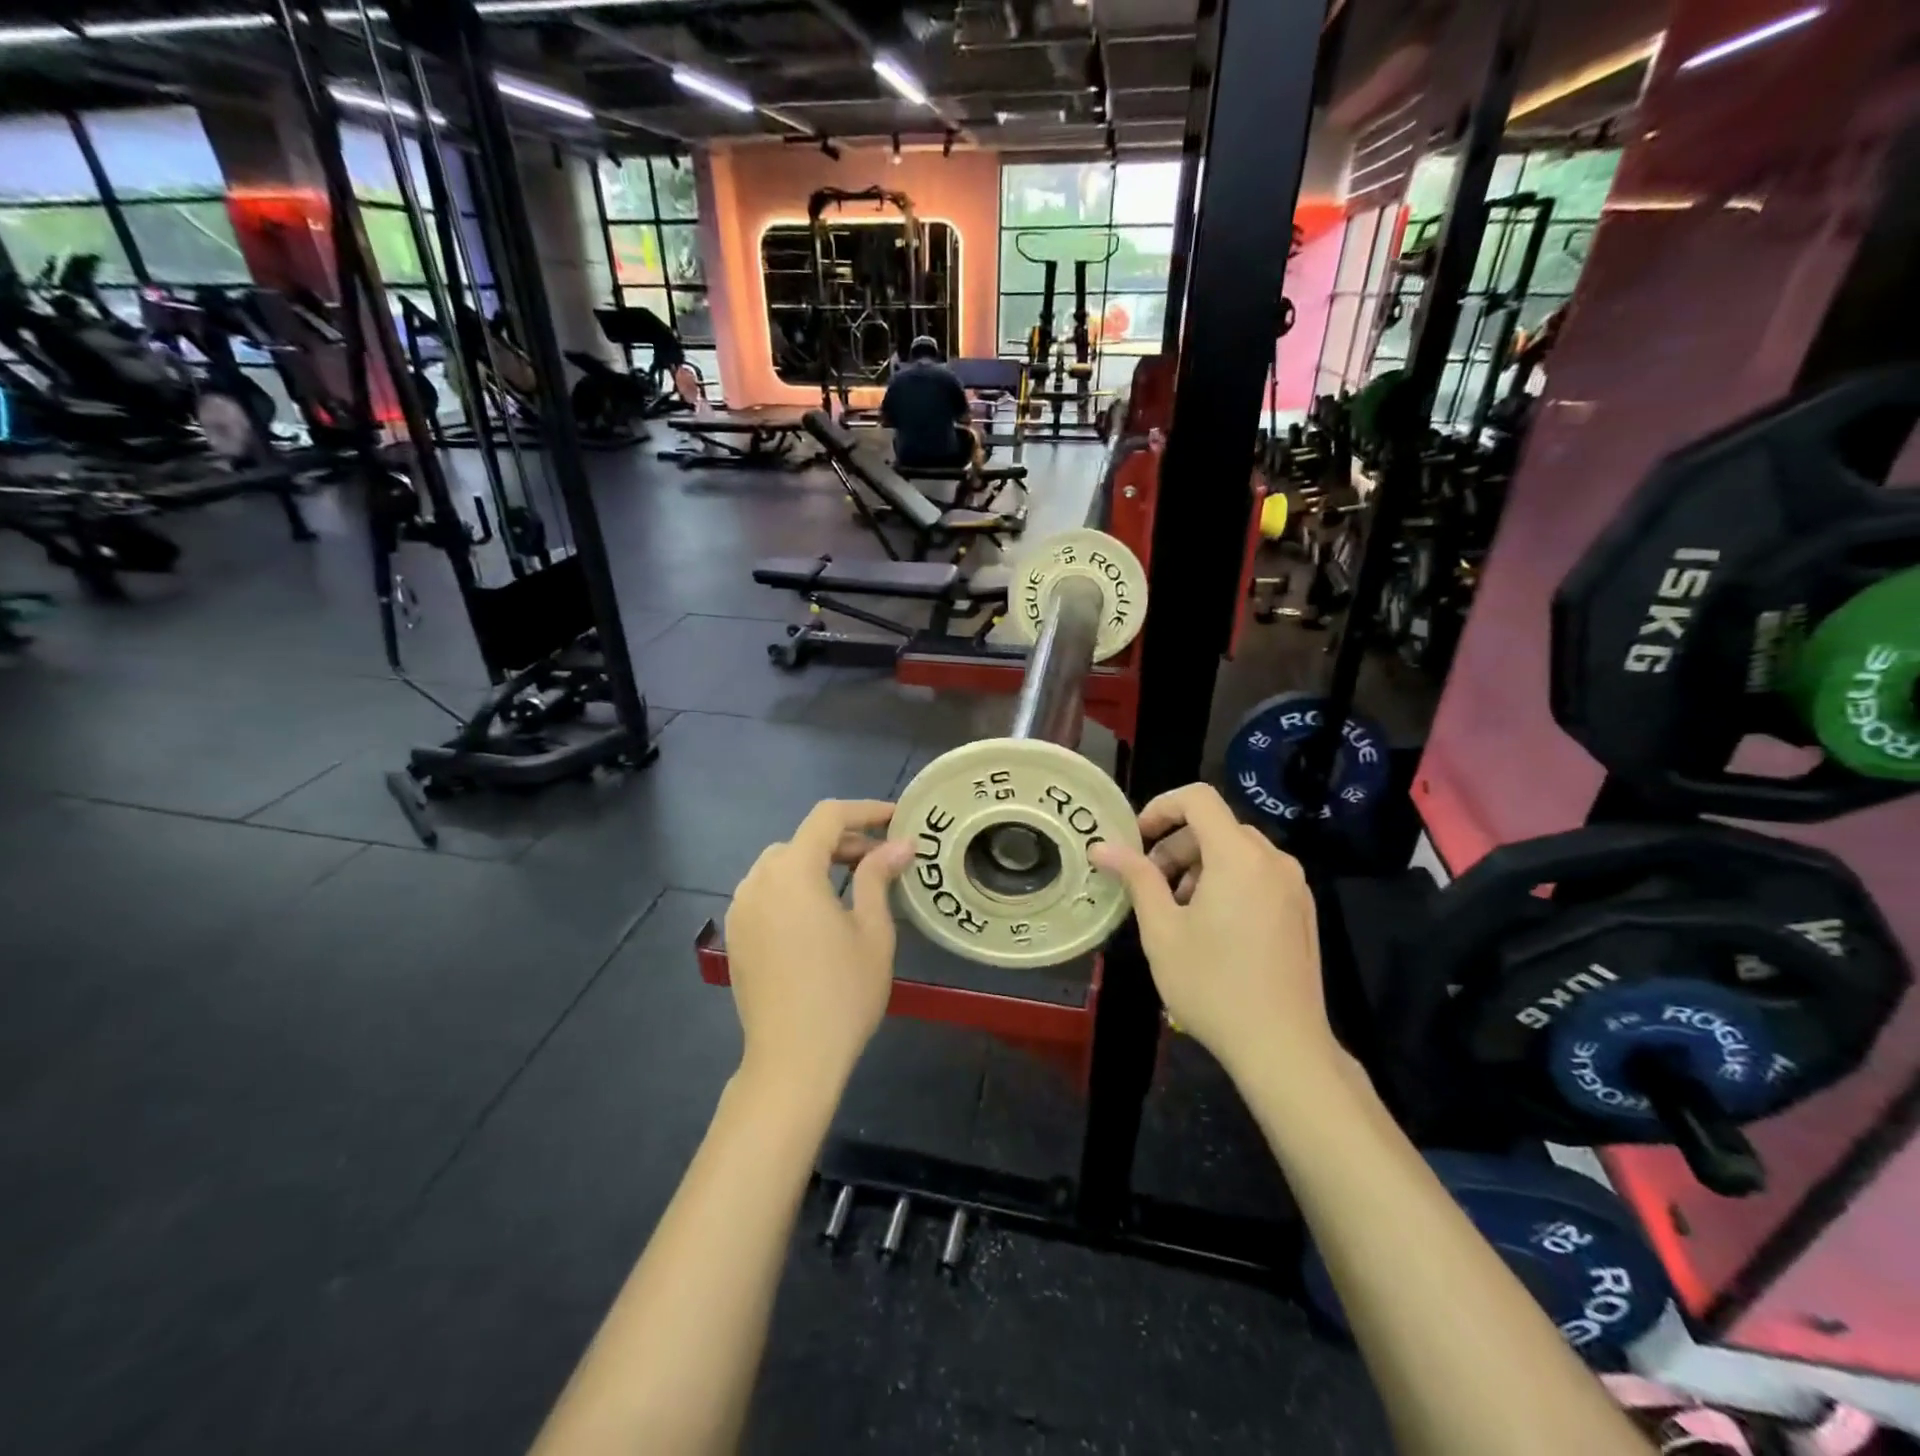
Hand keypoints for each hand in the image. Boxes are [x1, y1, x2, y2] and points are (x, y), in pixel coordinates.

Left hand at [724, 800, 914, 1096]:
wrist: (792, 1060)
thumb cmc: (843, 993)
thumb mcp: (872, 931)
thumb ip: (878, 877)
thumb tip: (900, 844)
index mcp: (793, 871)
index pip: (828, 817)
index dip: (865, 811)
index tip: (896, 818)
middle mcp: (759, 879)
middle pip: (803, 840)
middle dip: (844, 840)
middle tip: (882, 858)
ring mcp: (741, 908)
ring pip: (781, 864)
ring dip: (817, 862)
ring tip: (852, 883)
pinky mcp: (736, 934)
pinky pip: (767, 891)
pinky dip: (795, 887)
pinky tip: (819, 913)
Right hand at [1091, 784, 1330, 1079]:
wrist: (1283, 1048)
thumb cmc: (1213, 985)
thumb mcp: (1162, 930)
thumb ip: (1136, 878)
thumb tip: (1102, 846)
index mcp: (1239, 856)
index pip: (1198, 798)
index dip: (1161, 807)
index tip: (1136, 840)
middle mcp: (1274, 860)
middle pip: (1216, 827)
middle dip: (1175, 847)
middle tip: (1151, 888)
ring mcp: (1294, 886)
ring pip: (1237, 852)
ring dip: (1199, 867)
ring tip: (1178, 914)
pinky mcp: (1302, 911)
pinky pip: (1258, 875)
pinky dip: (1227, 883)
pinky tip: (1212, 929)